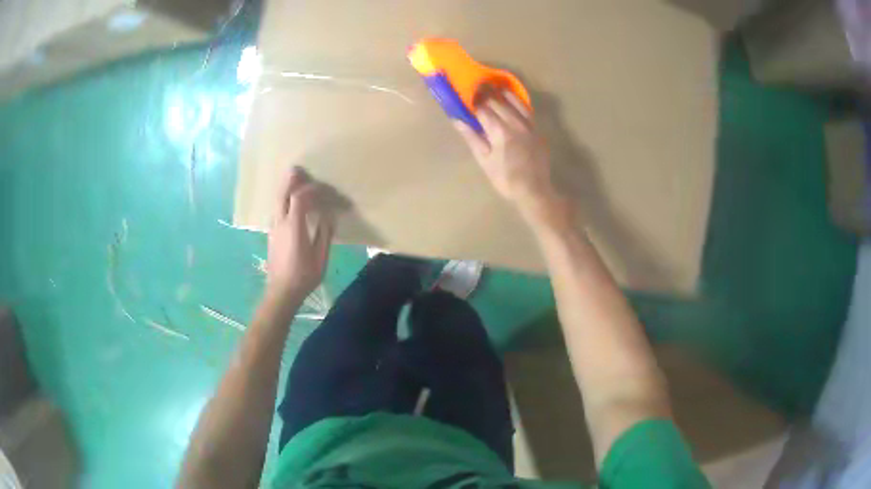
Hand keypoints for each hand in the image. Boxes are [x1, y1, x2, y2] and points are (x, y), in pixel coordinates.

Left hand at [266, 167, 334, 301]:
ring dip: (285, 188)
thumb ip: (324, 234)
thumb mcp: (320, 257)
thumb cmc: (303, 276)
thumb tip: (329, 216)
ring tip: (294, 180)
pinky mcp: (272, 233)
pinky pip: (277, 209)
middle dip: (290, 180)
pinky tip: (290, 201)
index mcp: (294, 227)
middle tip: (298, 169)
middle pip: (282, 193)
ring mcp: (274, 227)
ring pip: (277, 200)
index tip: (324, 189)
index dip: (311, 189)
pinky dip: (283, 199)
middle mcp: (280, 222)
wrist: (281, 292)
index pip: (300, 198)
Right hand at [454, 90, 562, 220]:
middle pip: (496, 101)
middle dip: (484, 93)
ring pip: (512, 100)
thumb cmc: (504, 178)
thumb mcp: (484, 160)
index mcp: (498, 131)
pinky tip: (509, 96)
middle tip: (474, 87)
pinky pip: (525, 107)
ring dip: (499, 91)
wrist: (533, 190)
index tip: (465, 93)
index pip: (482, 108)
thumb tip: (456, 119)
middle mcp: (514, 122)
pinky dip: (515, 99)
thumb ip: (471, 137)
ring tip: (490, 86)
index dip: (472, 99)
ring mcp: (527, 123)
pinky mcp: (535, 127)